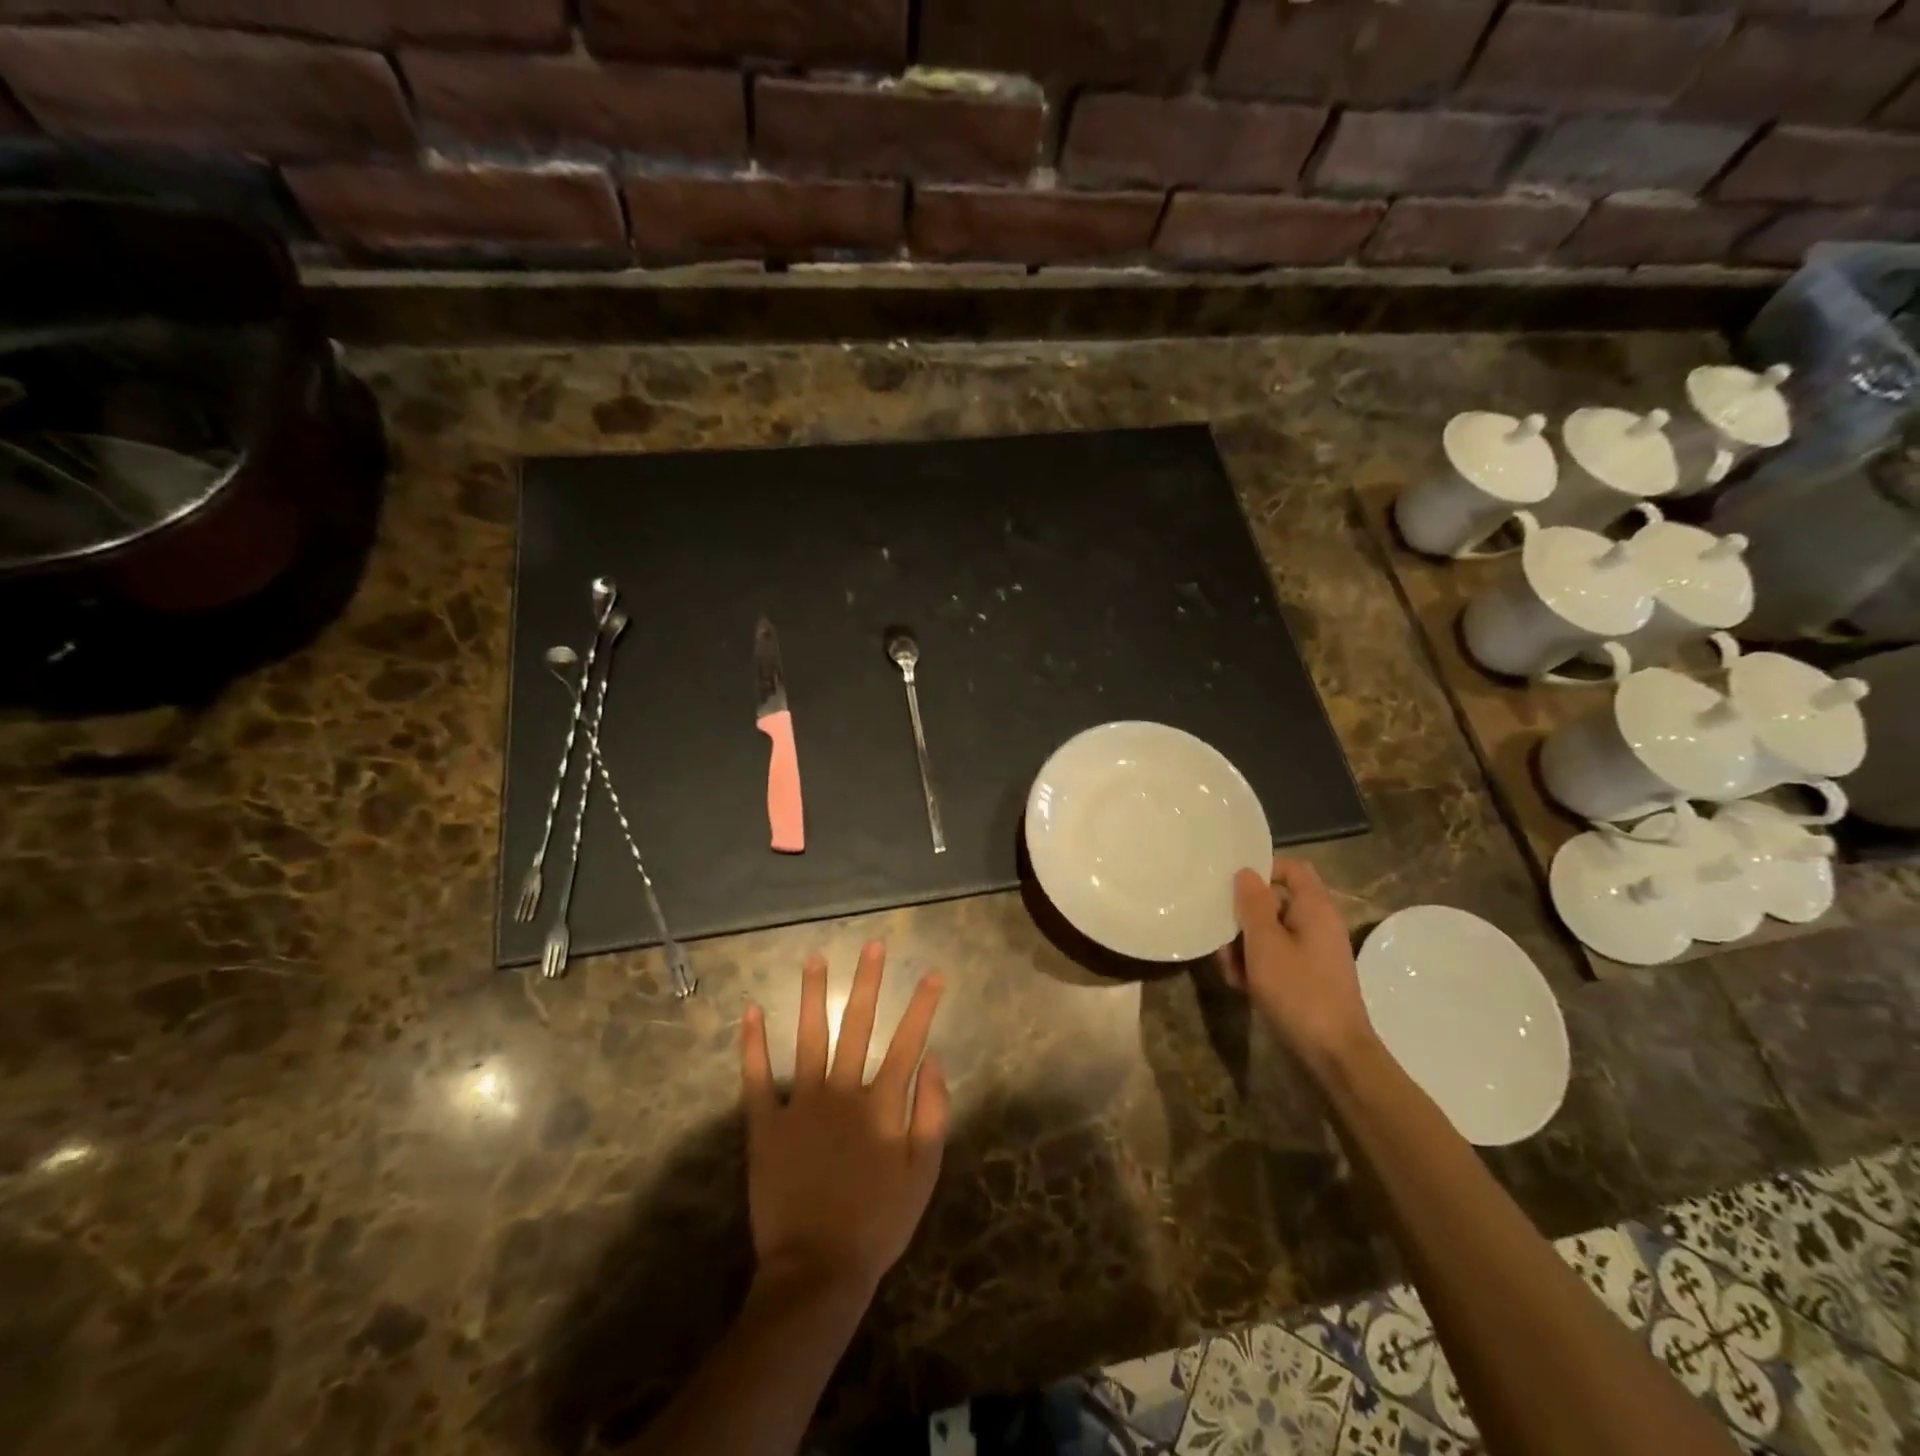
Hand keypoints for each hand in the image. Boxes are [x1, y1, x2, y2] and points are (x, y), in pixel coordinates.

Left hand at [739, 943, 948, 1301]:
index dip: (922, 1006)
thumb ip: (932, 1114)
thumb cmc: (878, 1224)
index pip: (908, 1043)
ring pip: (808, 1038)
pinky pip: (757, 1078)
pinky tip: (751, 1011)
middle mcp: (842, 1093)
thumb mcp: (923, 1174)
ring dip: (811, 996)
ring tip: (814, 958)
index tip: (933, 973)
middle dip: (867, 983)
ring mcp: (801, 1105)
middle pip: (857, 1026)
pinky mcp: (766, 1124)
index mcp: (881, 1105)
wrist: (817, 1271)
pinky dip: (753, 1045)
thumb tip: (935, 1059)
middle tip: (872, 945)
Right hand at [1224, 856, 1375, 1070]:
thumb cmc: (1298, 991)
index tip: (1231, 885)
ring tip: (1229, 968)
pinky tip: (1240, 986)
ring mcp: (1313, 954)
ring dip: (1244, 945)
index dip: (1262, 869)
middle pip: (1274, 902)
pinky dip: (1257, 966)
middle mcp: (1317, 925)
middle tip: (1221, 935)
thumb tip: (1246, 872)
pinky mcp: (1307, 979)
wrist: (1334, 1056)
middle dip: (1243, 917)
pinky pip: (1276, 958)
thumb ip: (1252, 904)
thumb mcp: (1265, 943)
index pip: (1291, 868)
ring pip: (1270, 933)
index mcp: (1314, 908)